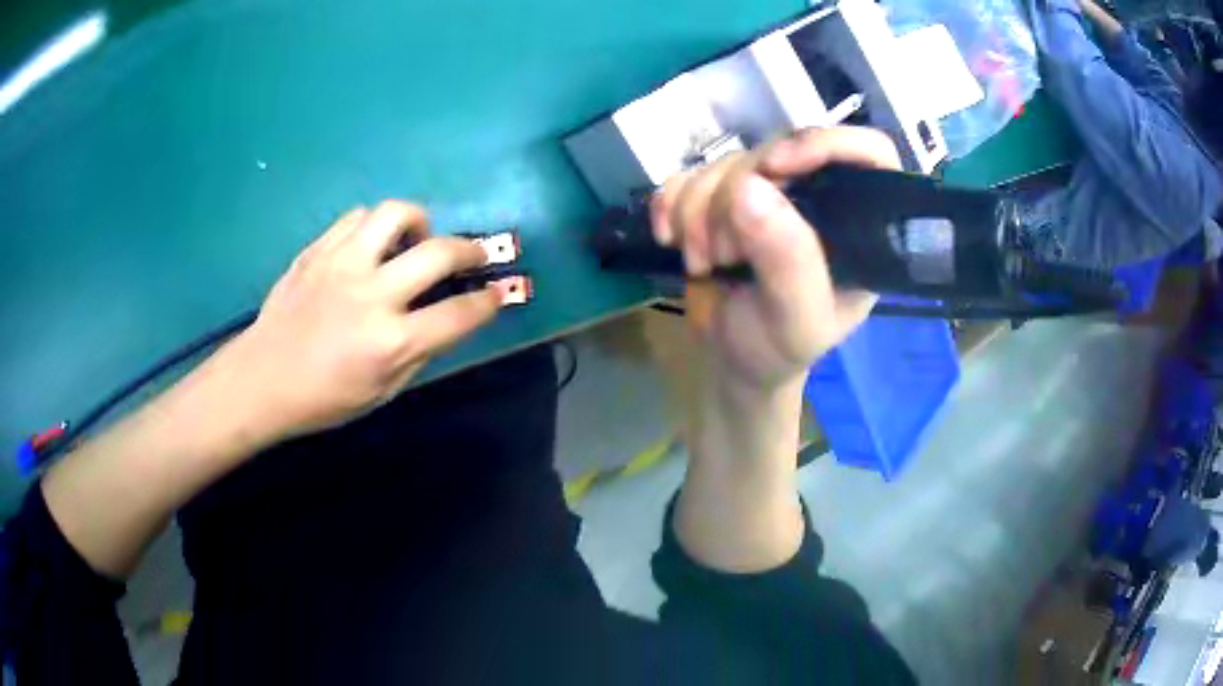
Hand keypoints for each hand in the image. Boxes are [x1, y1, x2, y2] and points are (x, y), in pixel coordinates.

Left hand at [224, 200, 503, 438]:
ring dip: (419, 222)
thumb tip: (444, 319)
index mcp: (390, 342)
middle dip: (471, 248)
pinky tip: (372, 245)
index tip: (500, 292)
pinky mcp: (317, 251)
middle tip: (475, 253)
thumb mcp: (381, 392)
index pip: (459, 314)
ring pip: (395, 213)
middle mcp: (370, 295)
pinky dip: (375, 226)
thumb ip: (418, 353)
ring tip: (417, 239)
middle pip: (438, 253)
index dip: (489, 300)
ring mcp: (341, 265)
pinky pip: (357, 218)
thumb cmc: (323, 399)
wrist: (261, 379)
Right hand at [650, 127, 901, 390]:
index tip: (773, 168)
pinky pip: (690, 174)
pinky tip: (669, 237)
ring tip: (702, 262)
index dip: (824, 143)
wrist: (732, 358)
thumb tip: (749, 187)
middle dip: (732, 197)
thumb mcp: (797, 319)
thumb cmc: (779, 348)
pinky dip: (671, 202)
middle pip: (776, 151)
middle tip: (721, 254)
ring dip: (697, 209)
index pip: (868, 151)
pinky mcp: (722, 196)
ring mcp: (767, 192)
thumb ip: (788, 260)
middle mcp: (817, 196)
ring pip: (726, 162)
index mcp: (857, 223)